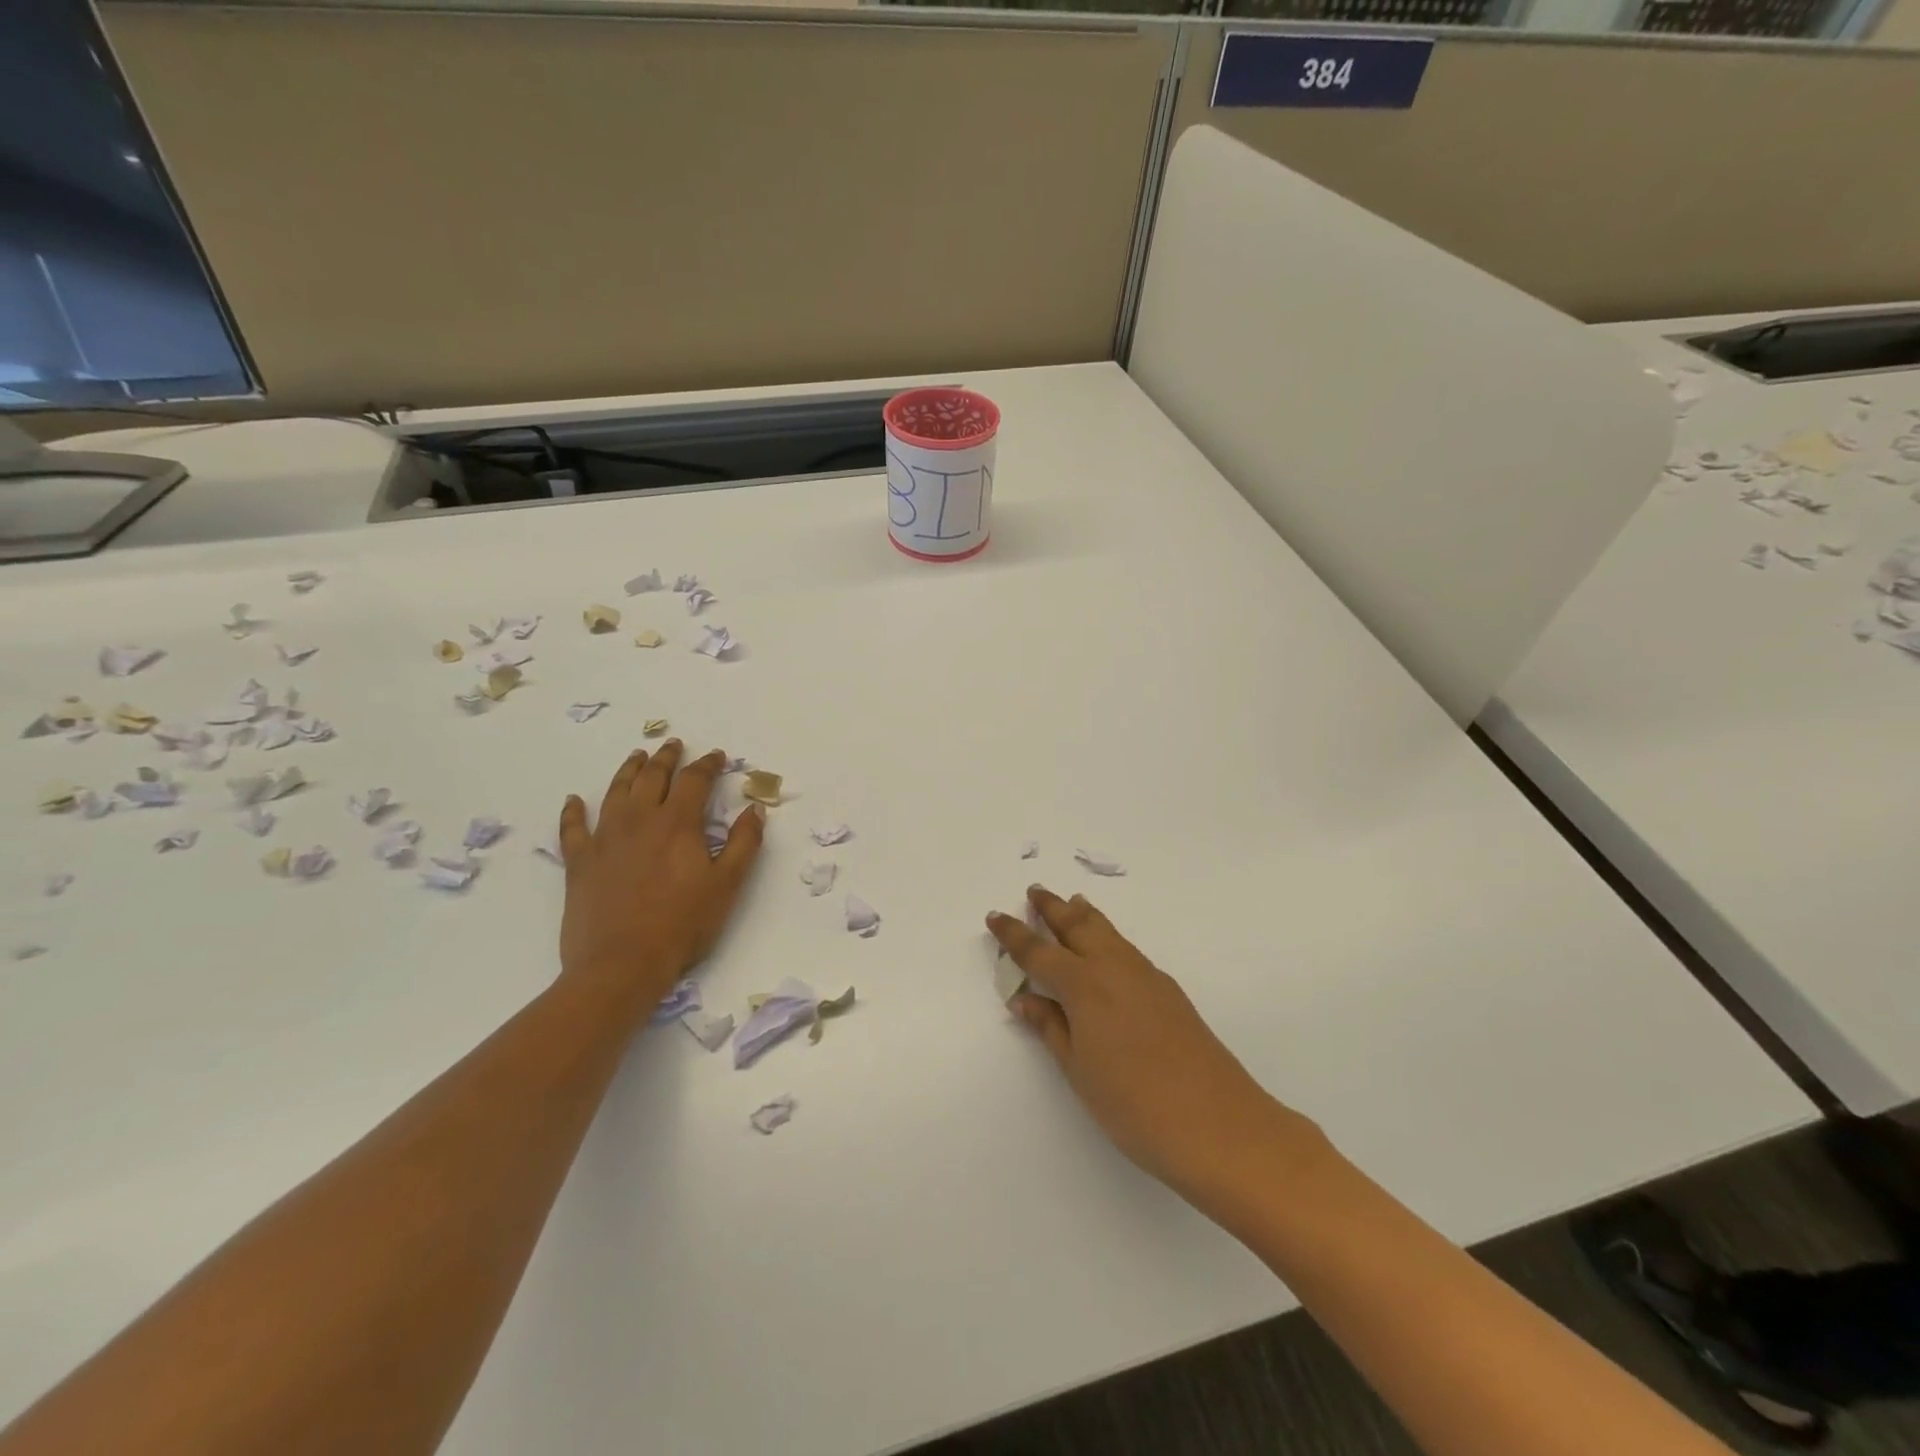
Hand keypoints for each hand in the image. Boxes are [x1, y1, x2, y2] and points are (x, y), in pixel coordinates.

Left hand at [557, 742, 763, 1006]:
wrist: (621, 964)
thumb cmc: (682, 925)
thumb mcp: (727, 885)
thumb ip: (744, 844)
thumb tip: (754, 810)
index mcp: (677, 824)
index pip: (694, 781)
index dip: (707, 765)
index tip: (717, 756)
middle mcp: (639, 821)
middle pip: (653, 777)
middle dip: (666, 758)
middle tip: (673, 744)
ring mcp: (605, 839)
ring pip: (616, 792)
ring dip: (628, 770)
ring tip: (637, 756)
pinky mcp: (579, 863)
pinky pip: (573, 829)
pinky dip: (573, 812)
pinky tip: (574, 801)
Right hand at [987, 887, 1316, 1208]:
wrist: (1218, 1124)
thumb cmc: (1134, 1105)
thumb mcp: (1079, 1070)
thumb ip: (1051, 1028)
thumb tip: (1025, 998)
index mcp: (1084, 986)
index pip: (1039, 952)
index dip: (1014, 935)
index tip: (996, 916)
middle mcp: (1114, 969)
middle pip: (1078, 926)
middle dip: (1053, 908)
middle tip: (1035, 891)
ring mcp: (1147, 976)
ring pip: (1108, 932)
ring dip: (1085, 915)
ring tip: (1072, 902)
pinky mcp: (1169, 991)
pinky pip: (1128, 948)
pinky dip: (1109, 936)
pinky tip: (1109, 948)